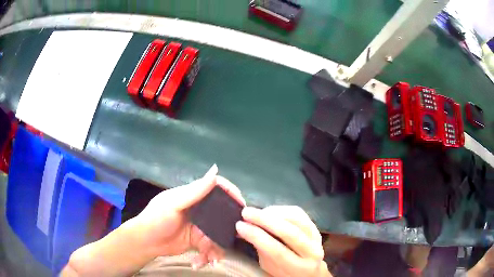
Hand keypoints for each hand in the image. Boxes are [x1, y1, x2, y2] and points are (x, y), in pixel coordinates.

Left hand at [132, 164, 245, 267]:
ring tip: (211, 258)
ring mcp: (199, 227)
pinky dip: (208, 256)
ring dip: (217, 248)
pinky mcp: (198, 241)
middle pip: (222, 213)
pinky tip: (200, 262)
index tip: (241, 205)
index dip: (231, 192)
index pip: (217, 188)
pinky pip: (211, 247)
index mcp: (193, 196)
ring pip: (219, 234)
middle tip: (232, 239)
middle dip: (228, 228)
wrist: (146, 243)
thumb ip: (195, 191)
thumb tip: (215, 171)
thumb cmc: (156, 219)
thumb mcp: (173, 204)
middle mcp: (199, 209)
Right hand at [236, 206, 329, 276]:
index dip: (257, 236)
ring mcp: (317, 239)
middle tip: (246, 212)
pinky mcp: (316, 228)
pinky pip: (300, 214)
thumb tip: (245, 229)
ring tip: (258, 212)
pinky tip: (271, 211)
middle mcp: (312, 253)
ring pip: (296, 219)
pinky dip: (283, 209)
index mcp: (298, 268)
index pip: (277, 251)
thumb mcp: (269, 267)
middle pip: (289, 232)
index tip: (239, 226)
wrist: (309, 273)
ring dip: (274, 212)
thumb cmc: (284, 273)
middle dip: (264, 220)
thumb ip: (261, 250)